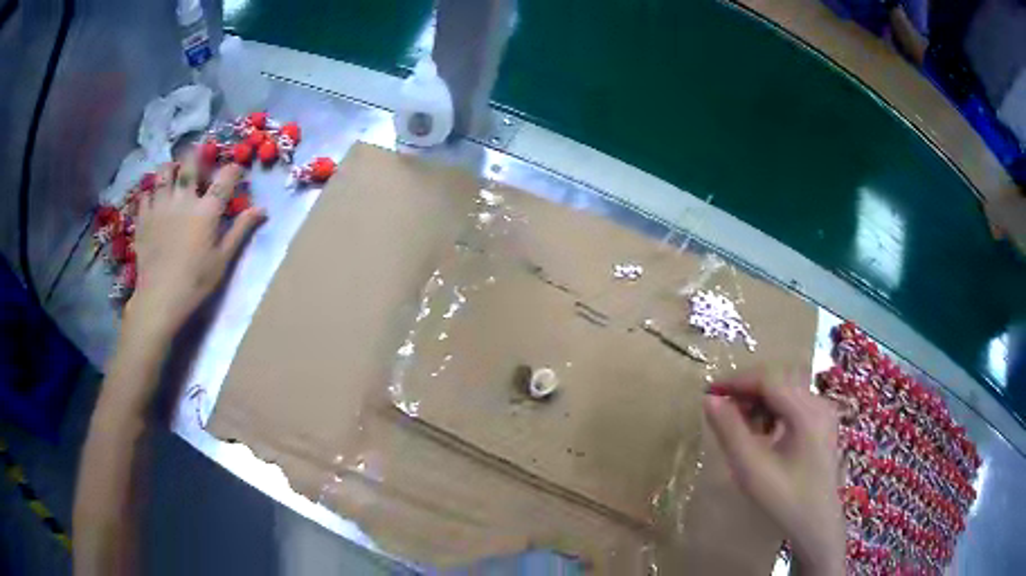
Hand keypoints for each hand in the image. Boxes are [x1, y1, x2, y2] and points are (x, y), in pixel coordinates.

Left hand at [126, 156, 265, 339]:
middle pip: (190, 164)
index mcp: (207, 209)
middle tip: (199, 159)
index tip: (236, 171)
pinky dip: (151, 191)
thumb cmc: (195, 282)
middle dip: (197, 156)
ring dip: (171, 168)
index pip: (225, 177)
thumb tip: (262, 209)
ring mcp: (160, 205)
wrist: (160, 299)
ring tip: (174, 172)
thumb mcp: (223, 259)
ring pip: (164, 172)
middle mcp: (184, 199)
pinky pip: (146, 193)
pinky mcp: (144, 217)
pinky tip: (154, 197)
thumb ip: (241, 230)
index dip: (233, 169)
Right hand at [704, 368, 844, 574]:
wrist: (815, 524)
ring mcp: (824, 412)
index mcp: (807, 411)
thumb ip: (729, 430)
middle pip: (778, 381)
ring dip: (759, 402)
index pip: (769, 379)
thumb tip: (710, 400)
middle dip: (748, 391)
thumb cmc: (783, 499)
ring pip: (785, 391)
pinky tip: (763, 434)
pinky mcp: (822, 423)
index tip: (709, 392)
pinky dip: (773, 411)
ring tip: (741, 428)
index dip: (737, 381)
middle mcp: (819, 403)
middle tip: (722, 412)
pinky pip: (793, 404)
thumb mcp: (751, 468)